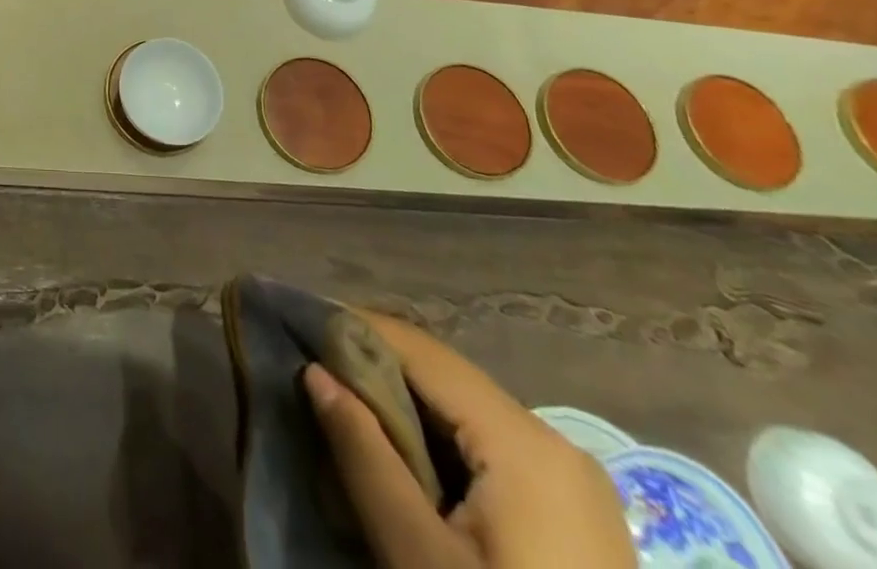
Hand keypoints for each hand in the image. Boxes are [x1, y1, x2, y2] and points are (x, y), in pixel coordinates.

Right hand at [303, 315, 631, 568]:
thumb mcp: (421, 559)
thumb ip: (365, 457)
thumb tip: (315, 372)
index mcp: (524, 439)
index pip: (420, 349)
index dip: (355, 330)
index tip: (300, 330)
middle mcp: (555, 440)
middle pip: (445, 379)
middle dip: (377, 375)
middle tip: (317, 383)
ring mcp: (574, 482)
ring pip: (466, 414)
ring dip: (406, 413)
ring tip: (351, 421)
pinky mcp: (577, 518)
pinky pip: (493, 453)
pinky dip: (442, 449)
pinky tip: (408, 471)